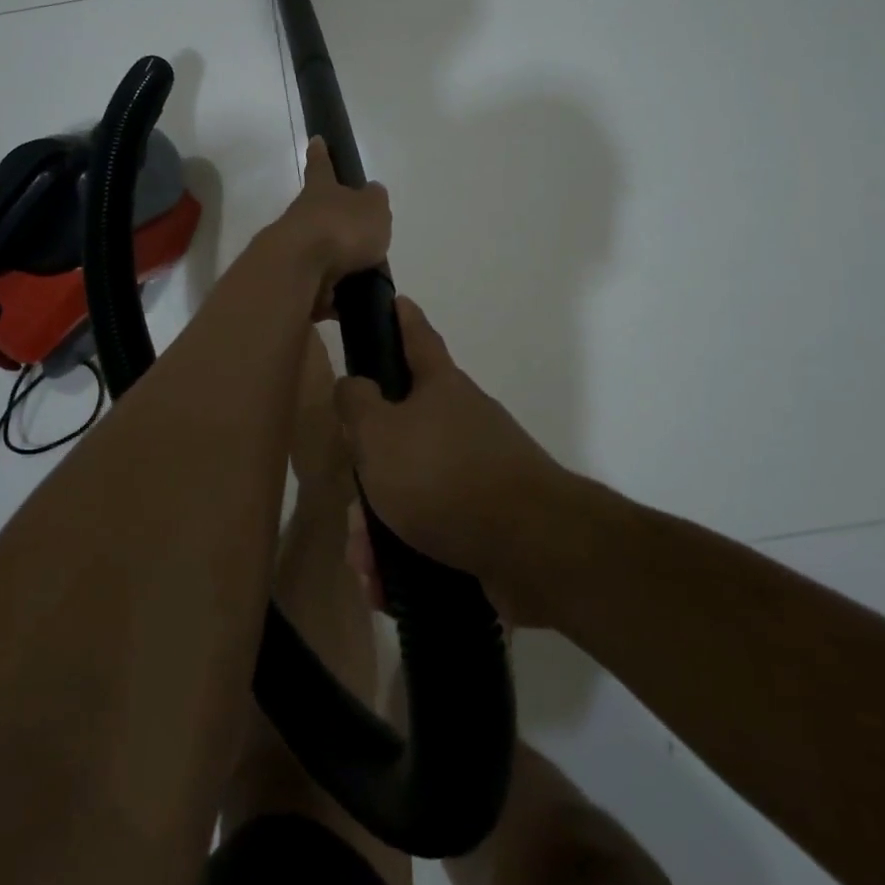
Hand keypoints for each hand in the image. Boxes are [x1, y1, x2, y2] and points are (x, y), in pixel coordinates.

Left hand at [273, 137, 392, 305]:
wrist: (298, 271)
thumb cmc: (341, 229)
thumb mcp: (373, 209)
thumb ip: (375, 201)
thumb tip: (372, 192)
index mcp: (321, 192)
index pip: (322, 167)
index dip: (321, 154)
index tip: (315, 140)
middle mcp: (302, 216)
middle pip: (319, 215)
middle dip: (336, 225)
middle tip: (361, 240)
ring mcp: (293, 250)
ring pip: (319, 254)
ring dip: (338, 266)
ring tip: (364, 280)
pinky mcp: (292, 283)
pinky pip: (318, 289)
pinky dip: (333, 297)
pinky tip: (351, 307)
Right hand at [334, 297, 573, 626]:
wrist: (532, 548)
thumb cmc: (444, 475)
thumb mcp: (379, 434)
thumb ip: (356, 403)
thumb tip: (353, 386)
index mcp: (439, 388)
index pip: (416, 336)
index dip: (401, 317)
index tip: (394, 299)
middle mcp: (460, 422)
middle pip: (401, 433)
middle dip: (369, 474)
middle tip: (353, 511)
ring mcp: (477, 472)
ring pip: (411, 490)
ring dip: (380, 528)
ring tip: (367, 563)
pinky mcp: (486, 522)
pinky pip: (433, 531)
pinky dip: (406, 556)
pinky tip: (388, 585)